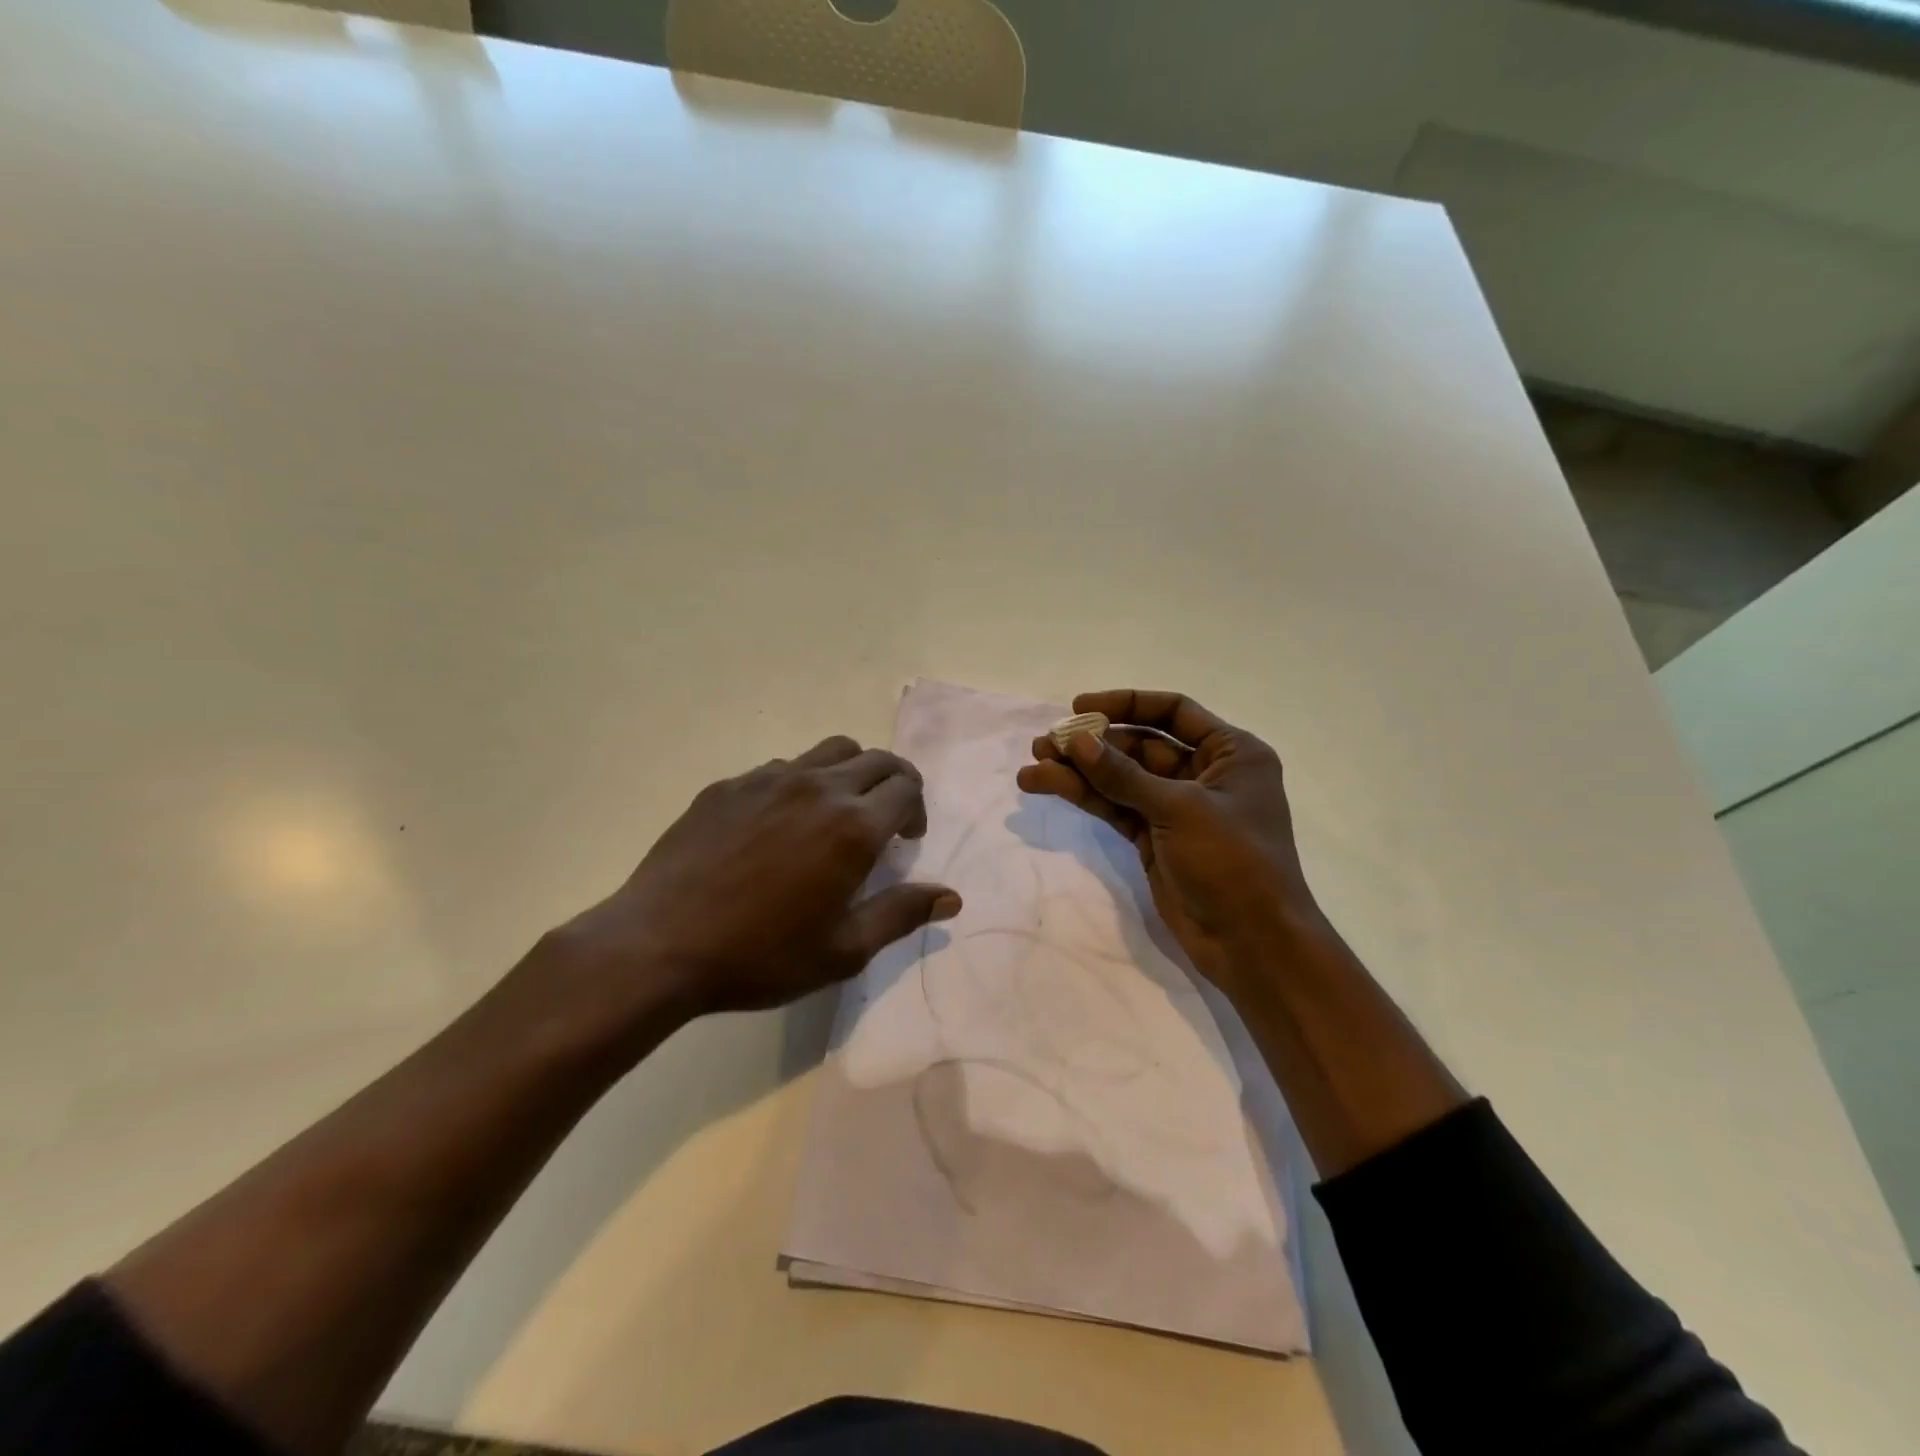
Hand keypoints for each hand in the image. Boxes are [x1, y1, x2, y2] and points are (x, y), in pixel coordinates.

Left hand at [560, 735, 960, 1019]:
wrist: (660, 943)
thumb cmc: (761, 954)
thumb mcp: (843, 950)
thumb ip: (902, 914)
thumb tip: (951, 897)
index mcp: (853, 825)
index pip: (907, 788)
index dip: (916, 810)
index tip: (906, 840)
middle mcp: (818, 787)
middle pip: (876, 759)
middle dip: (894, 783)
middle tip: (885, 820)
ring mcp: (769, 779)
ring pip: (831, 751)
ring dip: (851, 773)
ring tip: (837, 813)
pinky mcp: (730, 784)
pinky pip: (782, 767)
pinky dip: (802, 782)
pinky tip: (780, 824)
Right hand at [1016, 690, 1320, 1000]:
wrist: (1252, 944)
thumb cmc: (1233, 862)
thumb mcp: (1180, 809)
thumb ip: (1124, 774)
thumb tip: (1078, 740)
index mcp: (1231, 753)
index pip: (1173, 711)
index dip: (1126, 704)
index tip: (1079, 707)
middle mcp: (1205, 773)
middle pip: (1139, 744)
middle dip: (1092, 744)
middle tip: (1045, 743)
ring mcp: (1177, 808)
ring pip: (1120, 779)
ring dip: (1079, 771)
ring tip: (1032, 768)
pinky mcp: (1155, 838)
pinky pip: (1116, 807)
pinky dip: (1085, 797)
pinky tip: (1047, 786)